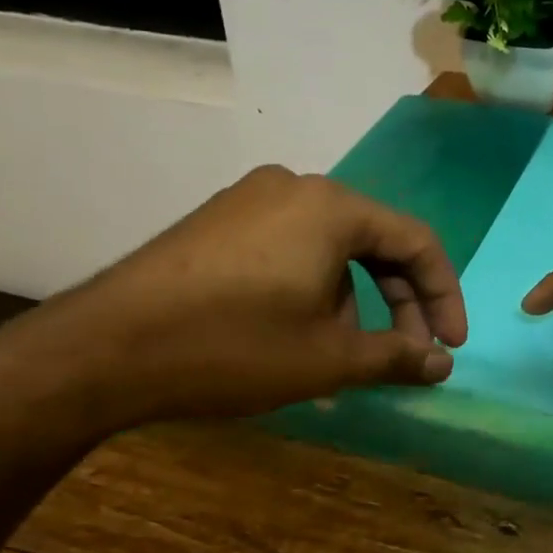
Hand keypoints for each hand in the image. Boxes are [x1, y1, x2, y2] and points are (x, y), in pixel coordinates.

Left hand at [0, 166, 466, 438]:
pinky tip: (300, 338)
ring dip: (354, 303)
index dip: (443, 296)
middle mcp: (296, 187)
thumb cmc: (232, 346)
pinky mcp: (218, 223)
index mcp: (333, 207)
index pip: (417, 241)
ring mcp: (250, 201)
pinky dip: (313, 292)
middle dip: (399, 302)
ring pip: (331, 250)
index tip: (450, 345)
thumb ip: (397, 356)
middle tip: (407, 354)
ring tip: (346, 360)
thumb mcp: (328, 359)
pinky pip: (290, 251)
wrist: (101, 350)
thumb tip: (442, 364)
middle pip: (374, 242)